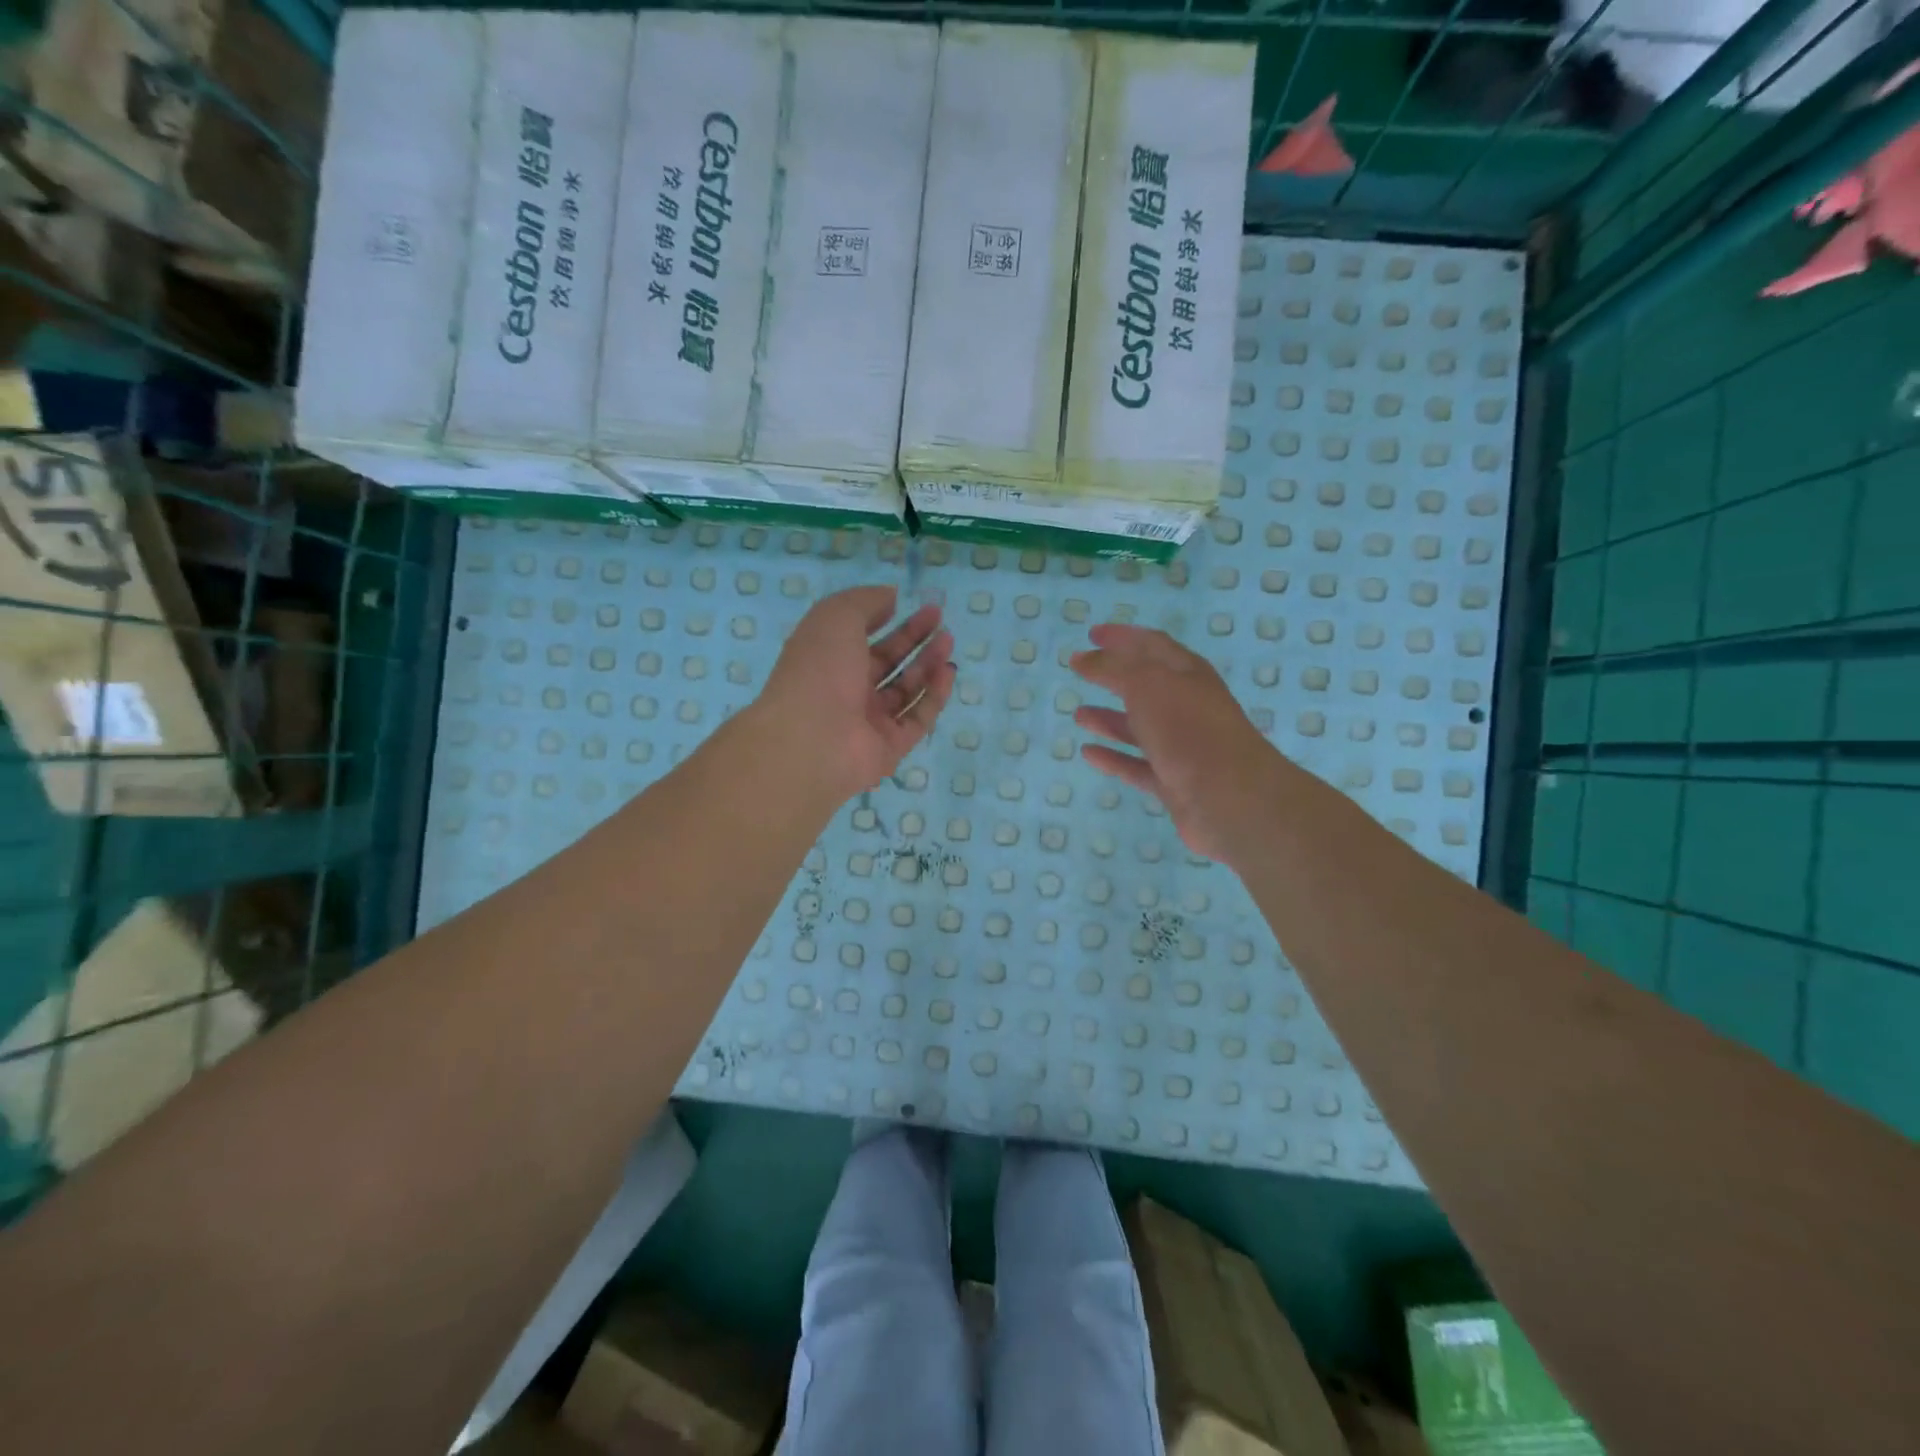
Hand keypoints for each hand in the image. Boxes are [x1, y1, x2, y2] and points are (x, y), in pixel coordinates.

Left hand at [760, 585, 955, 800]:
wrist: (813, 740)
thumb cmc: (820, 669)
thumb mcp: (837, 617)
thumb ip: (866, 601)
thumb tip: (891, 597)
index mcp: (826, 660)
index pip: (861, 637)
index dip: (887, 618)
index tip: (915, 604)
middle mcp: (846, 691)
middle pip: (886, 663)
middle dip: (913, 639)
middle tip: (941, 620)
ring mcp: (868, 722)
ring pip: (904, 690)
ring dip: (927, 664)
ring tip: (948, 641)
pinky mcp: (890, 747)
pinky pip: (917, 719)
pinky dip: (933, 696)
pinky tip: (948, 672)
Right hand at [1069, 624, 1284, 863]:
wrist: (1229, 797)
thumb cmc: (1188, 729)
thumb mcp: (1147, 684)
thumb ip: (1112, 668)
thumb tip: (1083, 657)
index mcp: (1187, 674)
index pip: (1151, 645)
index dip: (1123, 636)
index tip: (1092, 633)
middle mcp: (1187, 706)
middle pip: (1146, 686)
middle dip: (1114, 676)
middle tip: (1081, 670)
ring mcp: (1181, 746)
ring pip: (1139, 728)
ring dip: (1109, 719)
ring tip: (1079, 715)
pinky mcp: (1173, 782)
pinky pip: (1136, 765)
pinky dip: (1113, 758)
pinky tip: (1089, 753)